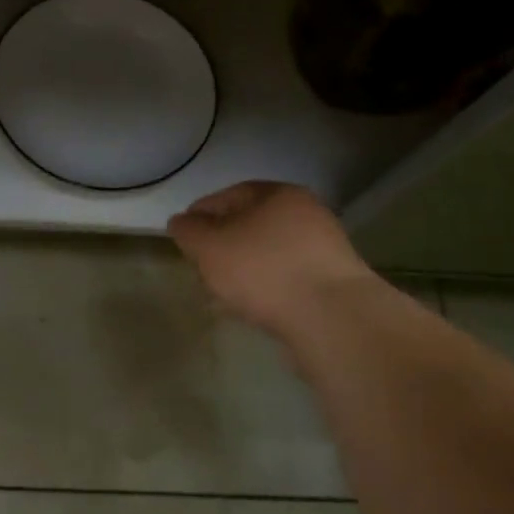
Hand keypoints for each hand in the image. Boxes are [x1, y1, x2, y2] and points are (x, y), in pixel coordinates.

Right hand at [167, 181, 378, 337]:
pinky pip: (285, 281)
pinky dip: (263, 290)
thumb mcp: (209, 246)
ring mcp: (322, 251)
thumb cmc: (263, 269)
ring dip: (242, 271)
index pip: (227, 195)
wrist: (332, 319)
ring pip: (267, 255)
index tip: (181, 238)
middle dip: (221, 246)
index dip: (198, 215)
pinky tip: (248, 310)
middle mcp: (305, 215)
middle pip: (249, 225)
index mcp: (277, 194)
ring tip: (220, 296)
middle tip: (200, 269)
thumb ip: (188, 231)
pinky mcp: (330, 286)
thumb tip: (181, 222)